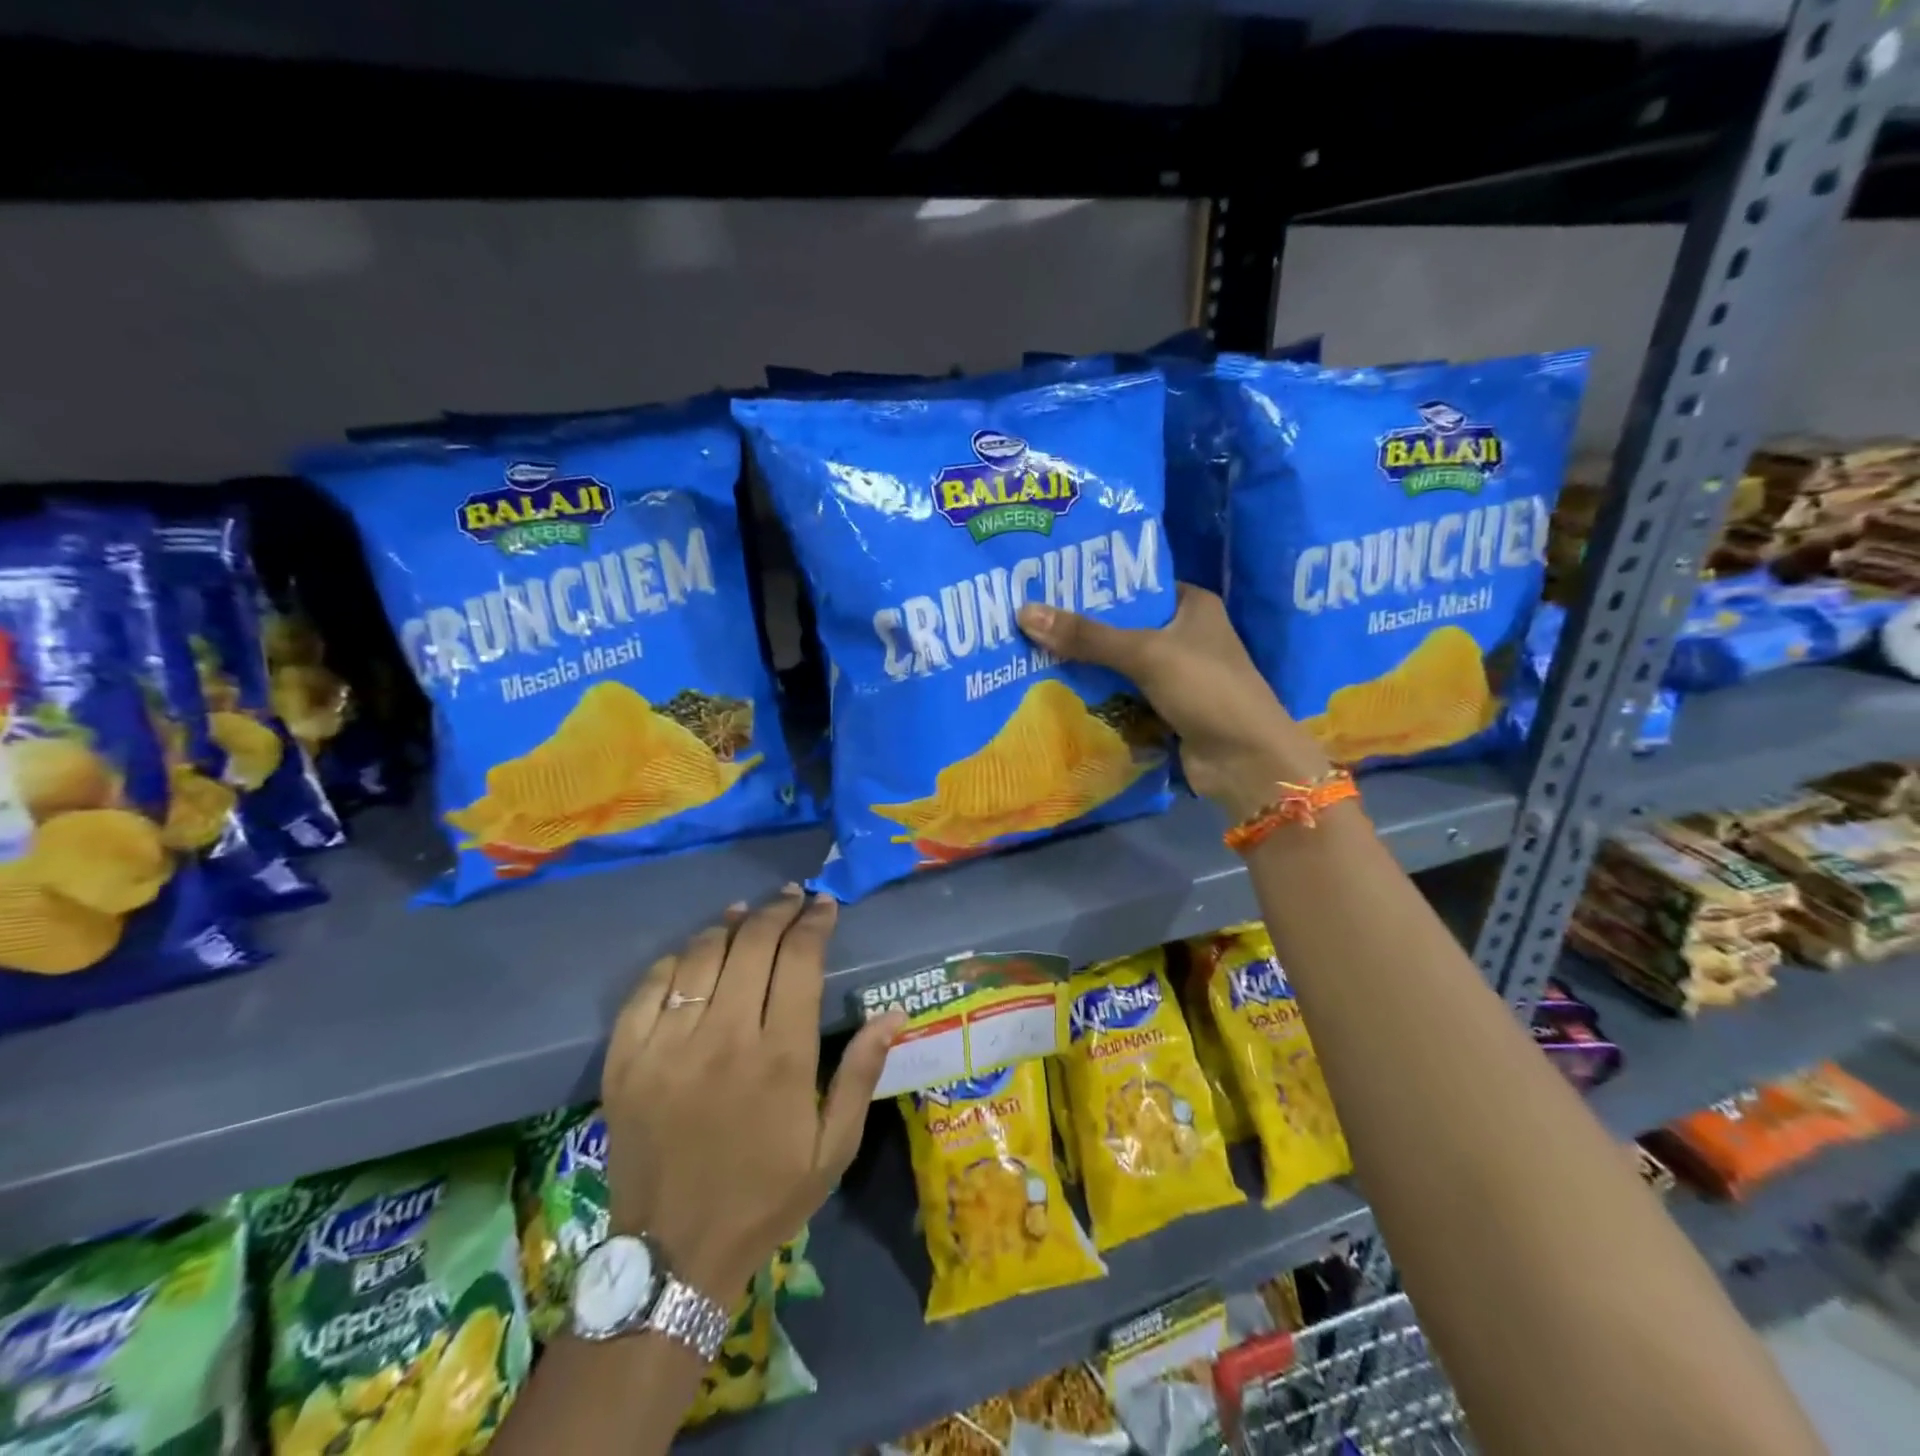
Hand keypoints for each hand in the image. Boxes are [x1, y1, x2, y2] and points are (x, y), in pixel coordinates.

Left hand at [600, 887, 904, 1301]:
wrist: (672, 1257)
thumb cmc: (764, 1199)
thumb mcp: (833, 1149)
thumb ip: (862, 1074)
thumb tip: (894, 1014)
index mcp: (780, 1057)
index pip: (799, 960)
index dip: (814, 923)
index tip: (824, 906)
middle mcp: (723, 1038)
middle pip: (751, 945)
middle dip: (776, 911)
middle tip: (791, 899)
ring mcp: (667, 1047)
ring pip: (700, 956)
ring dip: (728, 927)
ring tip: (746, 915)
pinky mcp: (626, 1061)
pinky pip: (648, 988)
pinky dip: (674, 960)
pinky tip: (693, 955)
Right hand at [1017, 586, 1328, 820]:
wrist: (1245, 761)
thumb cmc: (1206, 690)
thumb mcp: (1145, 653)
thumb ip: (1087, 636)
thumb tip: (1024, 613)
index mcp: (1192, 605)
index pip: (1136, 584)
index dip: (1095, 585)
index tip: (1048, 583)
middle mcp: (1184, 635)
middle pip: (1122, 625)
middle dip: (1081, 628)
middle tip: (1029, 619)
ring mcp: (1174, 675)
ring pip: (1118, 663)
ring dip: (1084, 664)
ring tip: (1030, 651)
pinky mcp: (1164, 709)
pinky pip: (1121, 694)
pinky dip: (1096, 695)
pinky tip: (1055, 689)